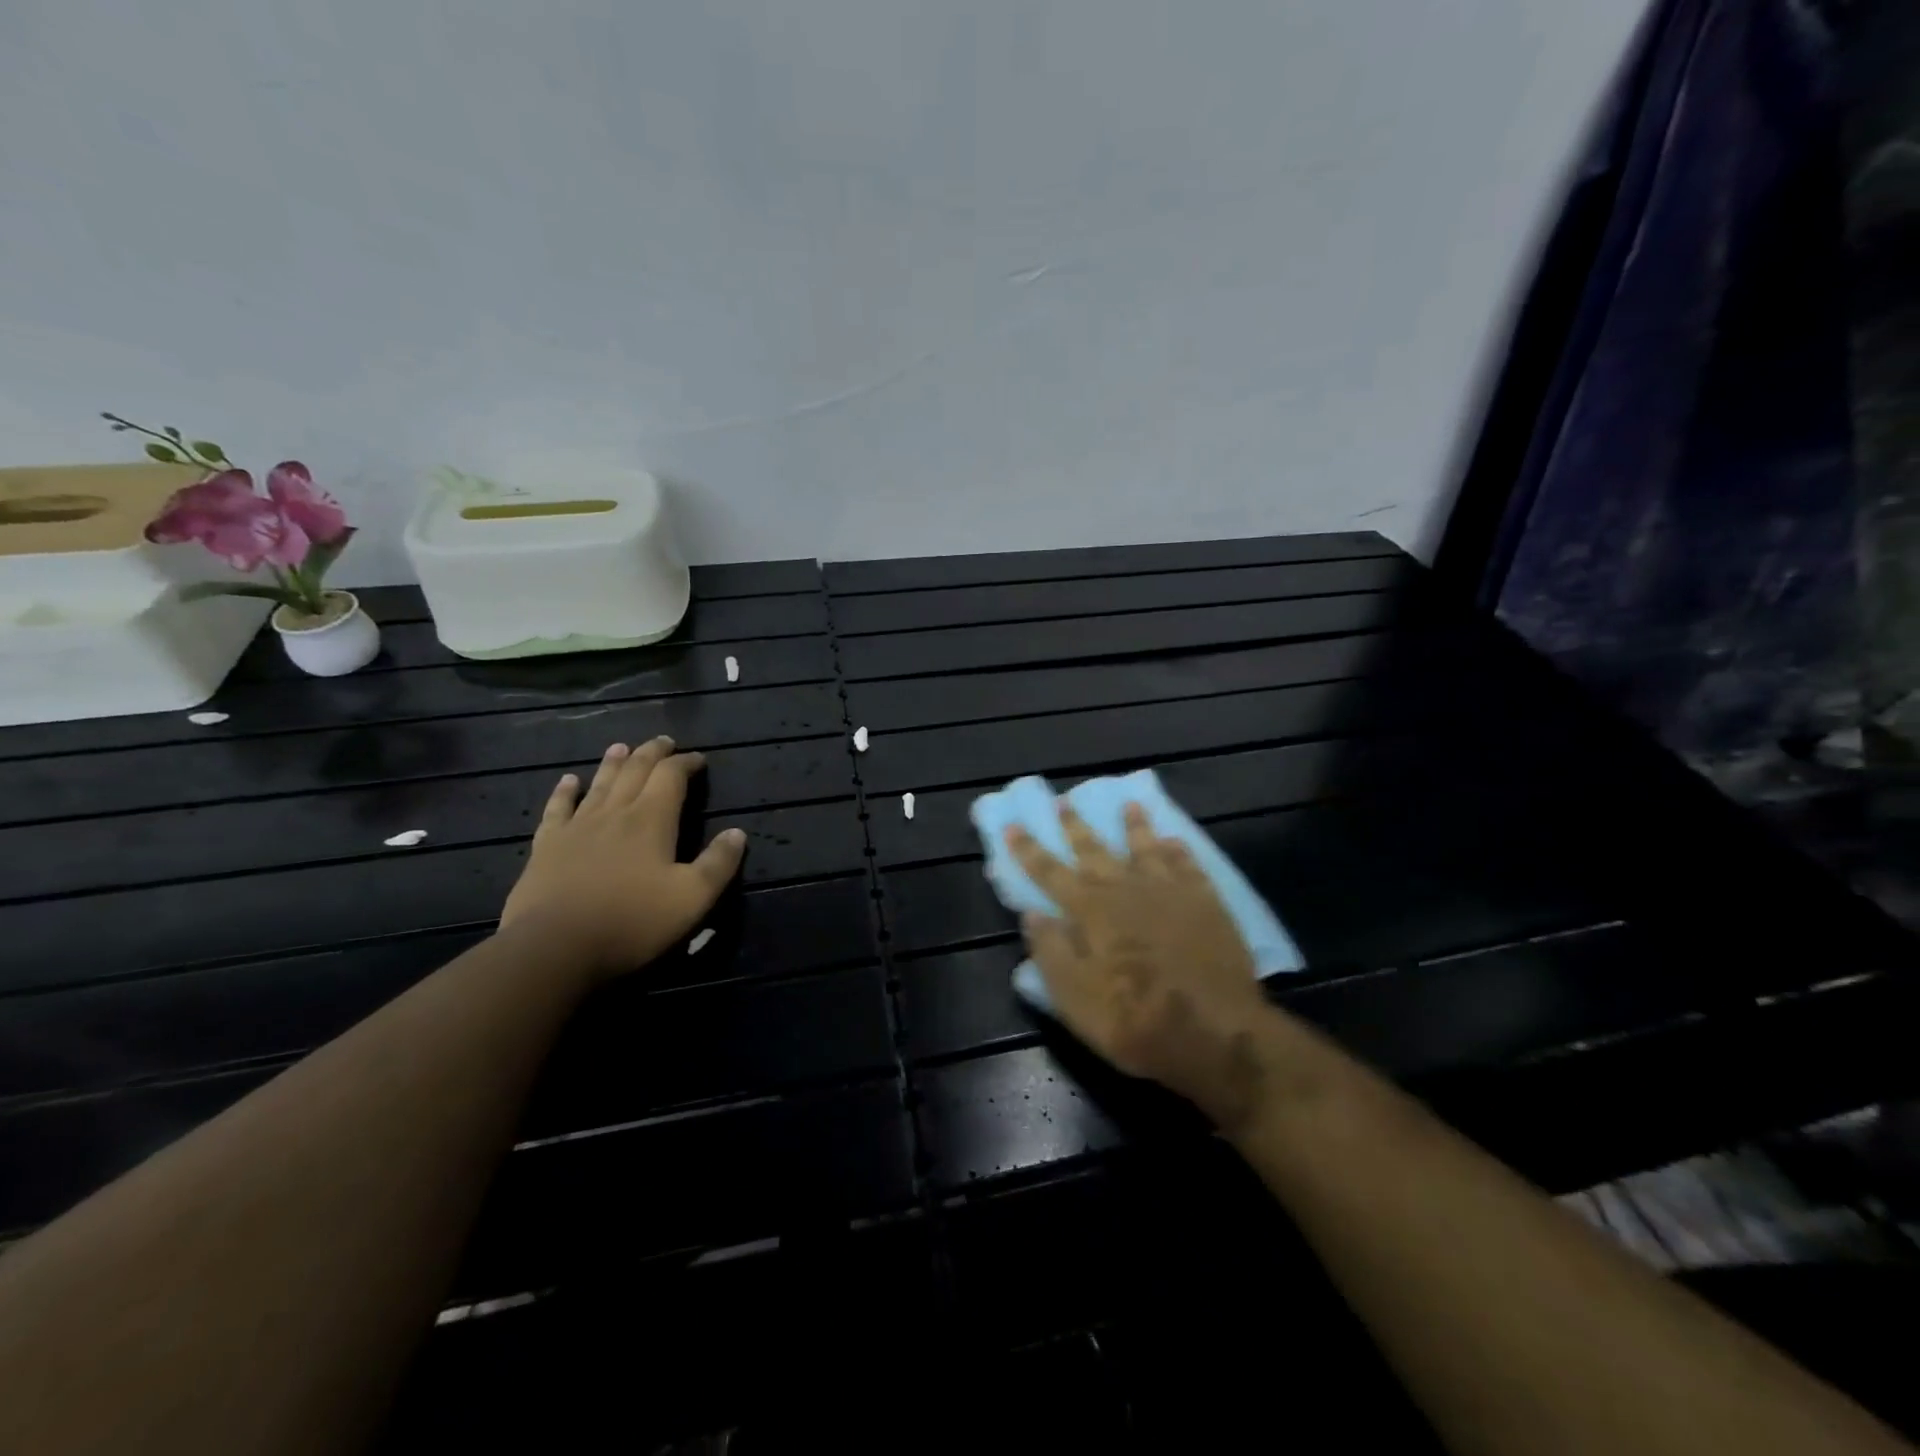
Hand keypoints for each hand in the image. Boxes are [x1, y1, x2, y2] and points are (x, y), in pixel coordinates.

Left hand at [500, 737, 745, 979]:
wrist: (554, 948)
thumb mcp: (692, 898)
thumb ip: (719, 863)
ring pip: (599, 784)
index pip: (671, 777)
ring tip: (622, 747)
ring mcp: (577, 827)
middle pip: (635, 771)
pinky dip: (565, 791)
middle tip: (664, 741)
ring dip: (614, 763)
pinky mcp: (547, 847)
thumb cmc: (632, 922)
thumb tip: (738, 833)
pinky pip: (557, 809)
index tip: (699, 759)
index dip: (686, 763)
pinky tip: (569, 781)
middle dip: (652, 753)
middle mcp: (615, 813)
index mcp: (652, 820)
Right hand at [1006, 802, 1276, 1127]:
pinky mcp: (1206, 903)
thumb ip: (1051, 951)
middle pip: (1095, 851)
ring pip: (1146, 848)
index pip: (1050, 872)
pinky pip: (1189, 866)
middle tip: (1064, 800)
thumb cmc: (1135, 1020)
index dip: (1028, 850)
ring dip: (1135, 825)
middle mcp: (1126, 890)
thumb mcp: (1075, 998)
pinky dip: (1179, 851)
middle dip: (1076, 826)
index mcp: (1090, 911)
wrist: (1216, 1032)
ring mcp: (1170, 892)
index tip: (1012, 825)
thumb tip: (1031, 914)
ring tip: (1130, 803)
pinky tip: (1175, 840)